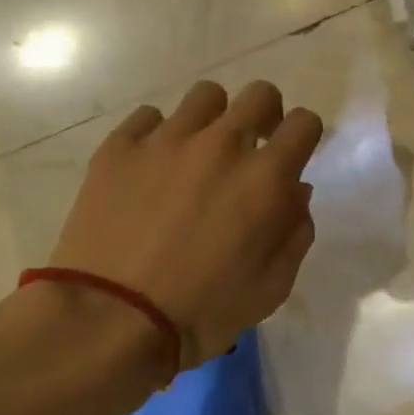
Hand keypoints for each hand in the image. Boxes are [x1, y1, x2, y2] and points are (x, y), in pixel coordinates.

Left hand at [49, 79, 323, 371]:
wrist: (109, 320)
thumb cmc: (200, 313)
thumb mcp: (271, 288)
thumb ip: (295, 233)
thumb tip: (296, 192)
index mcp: (265, 179)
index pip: (304, 123)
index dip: (303, 136)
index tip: (291, 155)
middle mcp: (221, 145)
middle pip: (260, 93)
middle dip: (265, 115)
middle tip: (251, 147)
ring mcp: (166, 140)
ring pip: (205, 96)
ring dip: (213, 120)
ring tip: (197, 153)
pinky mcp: (119, 146)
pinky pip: (149, 117)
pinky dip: (158, 135)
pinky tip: (150, 167)